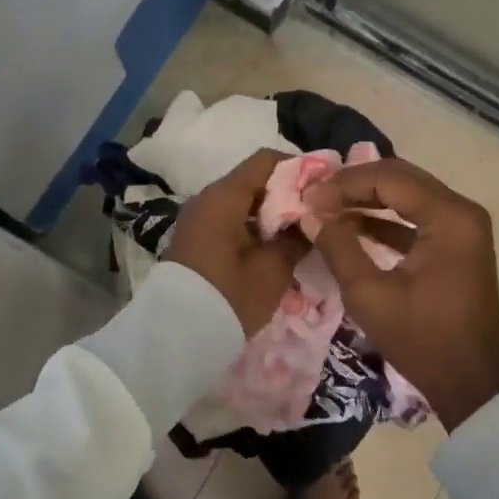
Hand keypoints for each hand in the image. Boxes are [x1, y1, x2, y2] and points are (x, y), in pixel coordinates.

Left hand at [163, 150, 307, 335]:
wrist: (174, 339)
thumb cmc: (228, 298)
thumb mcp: (272, 271)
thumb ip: (296, 238)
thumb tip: (312, 219)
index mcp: (224, 196)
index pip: (265, 160)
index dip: (297, 168)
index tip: (323, 188)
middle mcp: (207, 199)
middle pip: (254, 181)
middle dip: (287, 194)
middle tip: (317, 216)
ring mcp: (198, 220)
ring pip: (243, 203)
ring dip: (271, 215)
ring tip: (301, 235)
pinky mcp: (196, 241)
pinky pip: (230, 222)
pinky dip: (254, 229)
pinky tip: (274, 250)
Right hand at [308, 158, 498, 428]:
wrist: (473, 386)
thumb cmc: (422, 341)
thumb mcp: (370, 296)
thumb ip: (338, 248)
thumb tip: (309, 214)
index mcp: (449, 217)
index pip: (389, 178)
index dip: (344, 184)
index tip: (308, 197)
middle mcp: (462, 211)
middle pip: (400, 178)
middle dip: (354, 184)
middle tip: (315, 196)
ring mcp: (463, 226)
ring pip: (408, 193)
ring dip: (367, 198)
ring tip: (326, 207)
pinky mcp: (458, 243)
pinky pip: (417, 215)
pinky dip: (384, 217)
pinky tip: (351, 225)